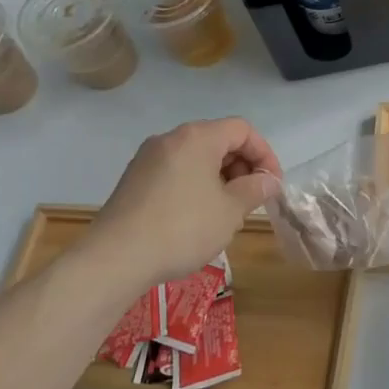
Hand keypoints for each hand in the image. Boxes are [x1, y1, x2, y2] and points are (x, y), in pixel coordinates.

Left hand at [92, 119, 282, 284]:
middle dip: (242, 167)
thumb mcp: (230, 211)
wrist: (116, 258)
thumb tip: (267, 180)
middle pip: (218, 140)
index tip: (272, 185)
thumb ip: (254, 189)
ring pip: (196, 158)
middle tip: (251, 200)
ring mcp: (147, 159)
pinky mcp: (133, 180)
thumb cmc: (183, 228)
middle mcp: (170, 139)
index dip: (264, 154)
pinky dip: (195, 186)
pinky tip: (196, 219)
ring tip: (226, 214)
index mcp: (197, 137)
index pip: (242, 130)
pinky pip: (176, 173)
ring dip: (219, 179)